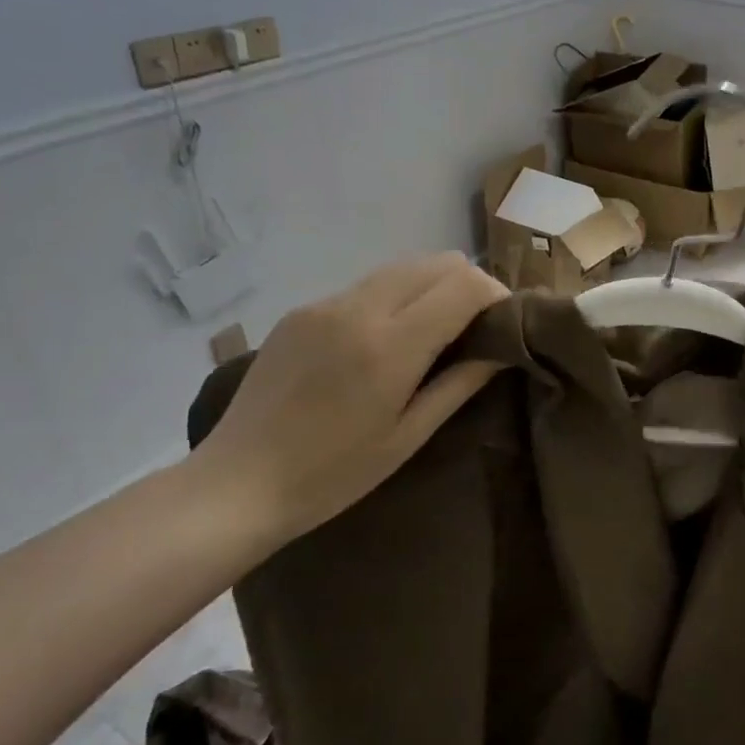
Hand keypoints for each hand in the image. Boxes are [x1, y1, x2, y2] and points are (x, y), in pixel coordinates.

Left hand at [186, 253, 506, 553]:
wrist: (238, 482)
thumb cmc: (333, 474)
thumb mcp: (408, 436)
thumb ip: (460, 383)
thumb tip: (501, 349)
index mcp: (390, 344)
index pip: (464, 284)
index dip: (496, 295)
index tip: (506, 323)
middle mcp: (358, 308)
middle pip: (436, 263)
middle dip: (468, 285)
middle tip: (477, 327)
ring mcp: (324, 304)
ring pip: (401, 268)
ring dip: (431, 288)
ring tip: (435, 332)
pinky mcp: (301, 310)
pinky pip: (365, 286)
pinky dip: (393, 298)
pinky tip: (384, 341)